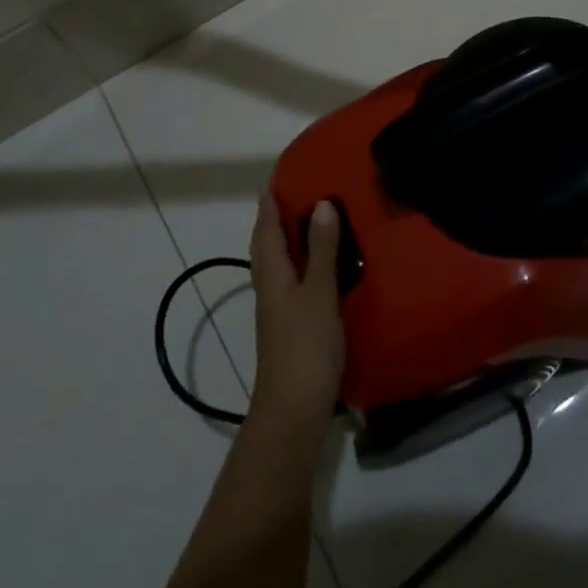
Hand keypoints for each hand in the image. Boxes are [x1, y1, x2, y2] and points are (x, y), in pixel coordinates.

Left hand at [248, 194, 344, 445]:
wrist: (293, 409)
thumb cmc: (305, 346)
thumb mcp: (319, 293)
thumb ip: (321, 250)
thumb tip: (321, 204)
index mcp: (272, 274)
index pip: (265, 228)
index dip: (269, 203)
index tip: (276, 177)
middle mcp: (269, 286)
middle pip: (266, 245)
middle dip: (275, 218)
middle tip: (296, 193)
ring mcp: (277, 309)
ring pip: (278, 263)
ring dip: (288, 240)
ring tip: (310, 221)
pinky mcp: (290, 325)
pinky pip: (291, 281)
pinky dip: (301, 263)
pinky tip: (319, 267)